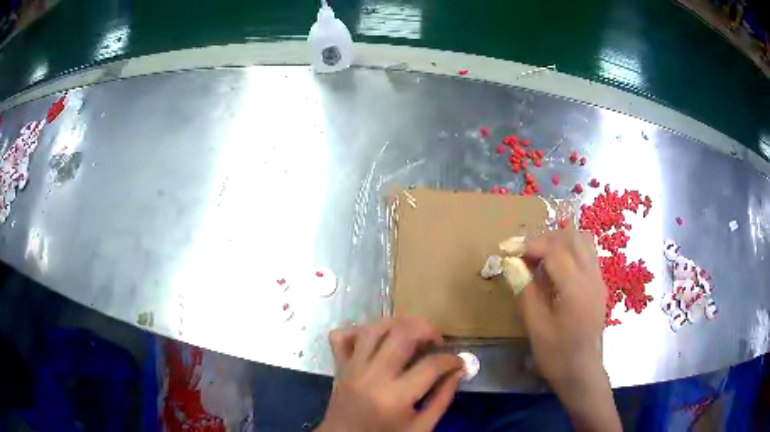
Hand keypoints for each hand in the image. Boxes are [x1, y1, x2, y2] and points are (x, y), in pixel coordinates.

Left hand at [317, 317, 463, 431]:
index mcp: (394, 397)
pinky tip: (376, 338)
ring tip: (412, 334)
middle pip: (402, 335)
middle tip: (437, 341)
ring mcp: (351, 368)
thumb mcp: (421, 427)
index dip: (451, 360)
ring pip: (373, 329)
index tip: (458, 363)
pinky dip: (358, 330)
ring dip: (397, 324)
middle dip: (427, 330)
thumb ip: (442, 399)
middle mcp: (371, 376)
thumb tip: (458, 371)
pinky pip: (342, 336)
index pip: (431, 365)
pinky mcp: (339, 366)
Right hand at [516, 227, 620, 431]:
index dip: (529, 244)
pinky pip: (586, 254)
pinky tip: (556, 270)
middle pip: (571, 237)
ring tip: (540, 258)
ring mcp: (599, 279)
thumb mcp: (536, 327)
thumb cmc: (557, 354)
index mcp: (576, 288)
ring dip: (559, 242)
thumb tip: (511, 263)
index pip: (554, 249)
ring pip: (582, 241)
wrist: (582, 372)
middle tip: (524, 254)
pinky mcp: (599, 284)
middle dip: (545, 239)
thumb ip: (525, 291)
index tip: (508, 249)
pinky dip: (570, 251)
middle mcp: (591, 276)